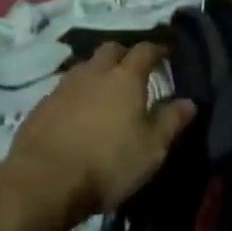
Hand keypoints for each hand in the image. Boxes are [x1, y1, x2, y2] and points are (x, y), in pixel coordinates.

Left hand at [1, 41, 195, 219]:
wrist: (43, 181)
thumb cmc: (107, 163)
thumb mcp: (151, 149)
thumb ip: (171, 121)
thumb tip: (189, 102)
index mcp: (125, 77)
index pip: (145, 50)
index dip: (157, 49)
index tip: (166, 52)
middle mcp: (95, 72)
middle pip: (111, 49)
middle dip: (124, 54)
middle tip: (132, 69)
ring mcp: (65, 86)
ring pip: (85, 67)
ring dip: (97, 73)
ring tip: (104, 91)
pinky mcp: (42, 105)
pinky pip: (65, 89)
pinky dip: (76, 94)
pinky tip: (77, 113)